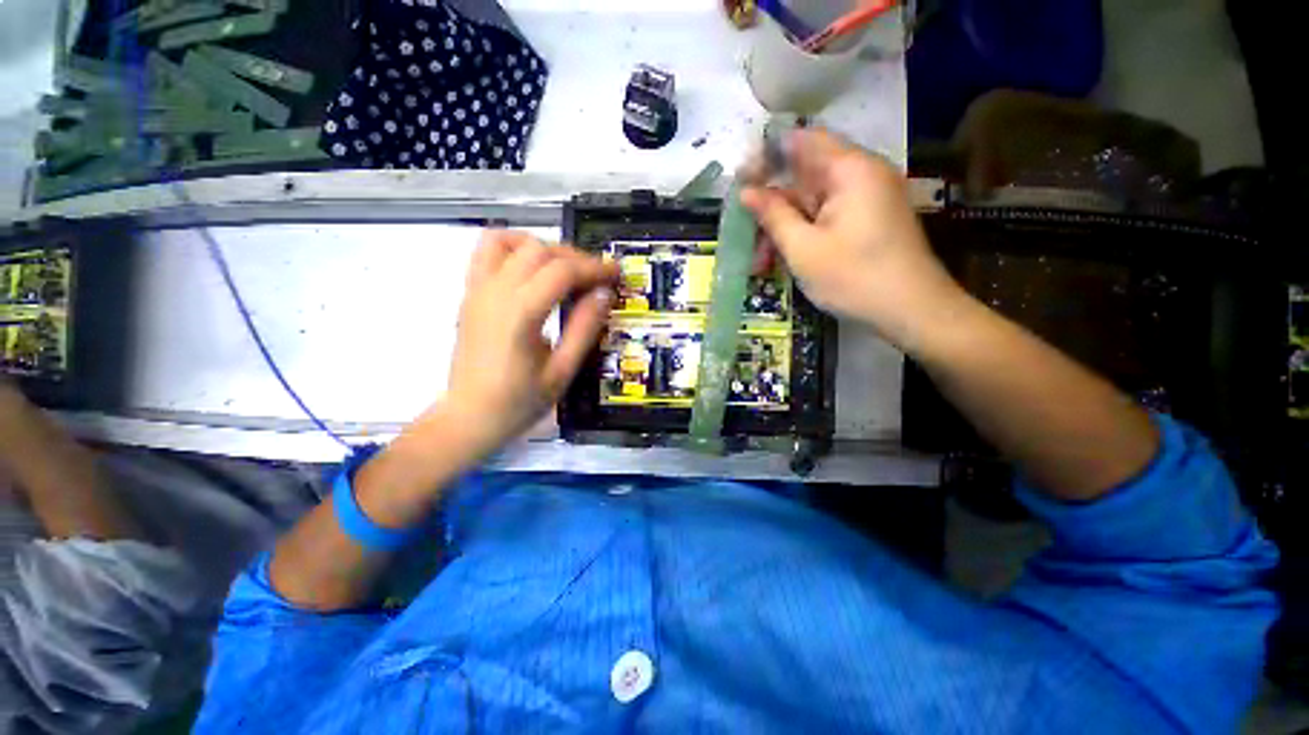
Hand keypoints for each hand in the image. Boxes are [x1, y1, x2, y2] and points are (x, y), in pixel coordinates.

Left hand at [440, 230, 617, 452]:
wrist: (468, 417)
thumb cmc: (519, 402)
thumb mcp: (562, 372)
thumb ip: (584, 329)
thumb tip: (603, 294)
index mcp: (520, 315)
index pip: (562, 271)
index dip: (594, 268)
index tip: (616, 273)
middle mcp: (495, 293)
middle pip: (539, 251)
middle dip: (575, 257)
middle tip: (597, 277)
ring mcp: (477, 290)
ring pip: (511, 241)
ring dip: (544, 247)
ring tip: (565, 268)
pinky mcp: (469, 294)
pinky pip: (486, 251)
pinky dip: (513, 247)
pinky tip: (532, 267)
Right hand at [740, 129, 963, 349]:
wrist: (913, 311)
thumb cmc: (854, 277)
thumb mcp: (803, 249)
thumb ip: (773, 215)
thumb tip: (746, 191)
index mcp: (850, 169)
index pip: (802, 141)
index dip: (767, 155)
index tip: (740, 180)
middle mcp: (862, 174)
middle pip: (806, 175)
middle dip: (773, 204)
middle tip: (746, 231)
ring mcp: (868, 198)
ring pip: (814, 201)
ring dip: (785, 226)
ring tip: (762, 261)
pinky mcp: (869, 220)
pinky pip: (828, 216)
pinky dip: (804, 233)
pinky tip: (785, 258)